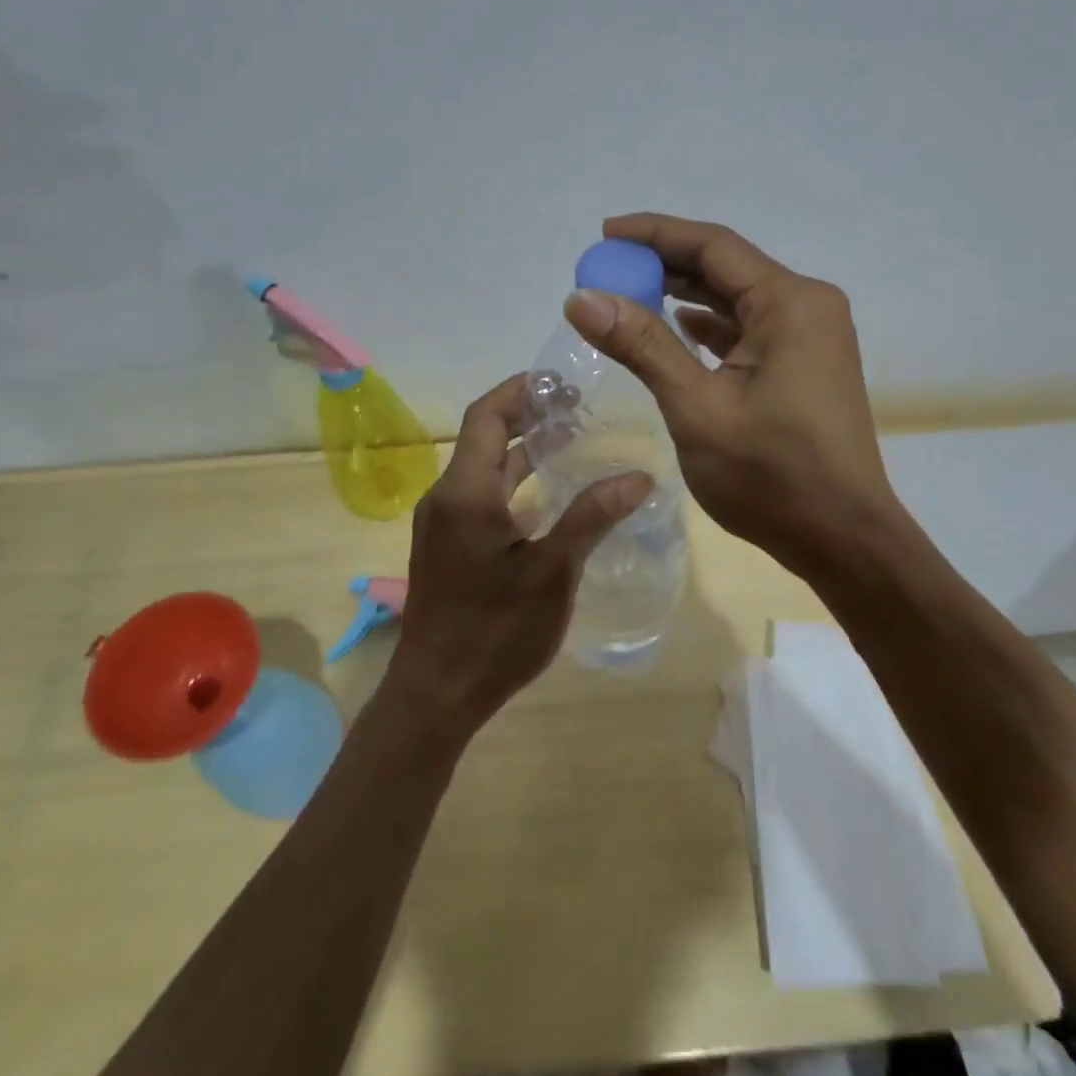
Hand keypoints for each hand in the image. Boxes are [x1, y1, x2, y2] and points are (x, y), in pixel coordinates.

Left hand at [381, 375, 652, 737]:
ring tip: (573, 441)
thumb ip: (592, 517)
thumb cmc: (494, 631)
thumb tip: (639, 475)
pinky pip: (481, 496)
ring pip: (484, 468)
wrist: (436, 694)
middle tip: (580, 409)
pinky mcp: (448, 546)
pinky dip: (514, 483)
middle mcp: (446, 496)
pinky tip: (550, 496)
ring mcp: (443, 523)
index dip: (522, 389)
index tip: (564, 381)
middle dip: (528, 415)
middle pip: (485, 436)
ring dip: (523, 450)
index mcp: (465, 491)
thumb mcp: (552, 572)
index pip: (487, 415)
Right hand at [562, 213, 899, 575]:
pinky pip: (750, 329)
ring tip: (628, 295)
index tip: (605, 235)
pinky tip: (677, 329)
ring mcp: (811, 337)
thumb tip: (582, 298)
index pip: (713, 246)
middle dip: (664, 265)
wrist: (842, 538)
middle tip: (607, 270)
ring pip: (737, 299)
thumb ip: (642, 346)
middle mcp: (807, 306)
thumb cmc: (770, 475)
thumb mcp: (697, 407)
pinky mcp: (806, 365)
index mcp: (790, 303)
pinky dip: (709, 327)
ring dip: (684, 295)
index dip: (654, 234)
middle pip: (726, 268)